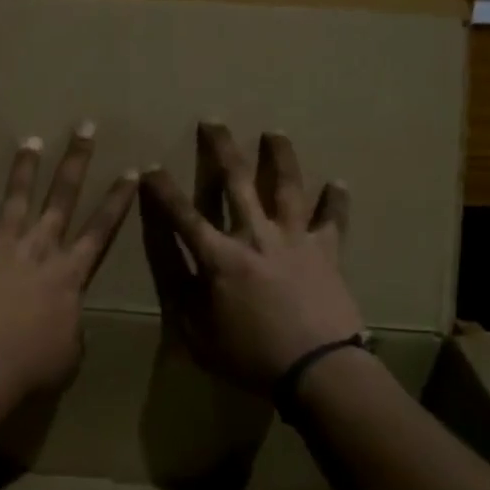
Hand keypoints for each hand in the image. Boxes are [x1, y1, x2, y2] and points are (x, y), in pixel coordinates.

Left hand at [0, 123, 137, 413]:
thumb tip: (68, 319)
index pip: (101, 228)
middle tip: (84, 128)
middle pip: (62, 197)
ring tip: (31, 141)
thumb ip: (72, 324)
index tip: (130, 171)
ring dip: (25, 168)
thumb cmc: (32, 366)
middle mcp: (40, 248)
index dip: (117, 199)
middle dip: (76, 160)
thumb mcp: (70, 352)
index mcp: (70, 273)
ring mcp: (4, 245)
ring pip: (18, 197)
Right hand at [140, 123, 362, 392]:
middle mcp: (256, 235)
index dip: (163, 191)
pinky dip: (335, 202)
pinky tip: (338, 183)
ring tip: (275, 133)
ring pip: (286, 187)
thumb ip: (179, 290)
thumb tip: (166, 254)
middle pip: (236, 182)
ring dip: (279, 156)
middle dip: (221, 148)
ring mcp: (294, 239)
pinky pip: (333, 221)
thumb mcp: (196, 332)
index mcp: (220, 256)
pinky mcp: (326, 252)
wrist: (317, 369)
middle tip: (213, 121)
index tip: (151, 167)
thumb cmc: (251, 355)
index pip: (183, 215)